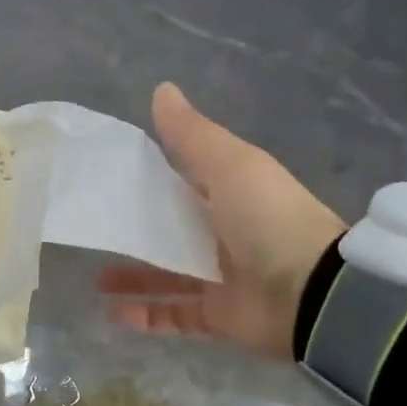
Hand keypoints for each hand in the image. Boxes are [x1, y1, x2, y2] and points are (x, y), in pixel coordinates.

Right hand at [99, 83, 345, 359]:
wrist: (310, 290)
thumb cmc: (267, 217)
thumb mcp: (229, 163)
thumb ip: (191, 133)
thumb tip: (161, 88)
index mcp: (229, 194)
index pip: (182, 183)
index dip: (149, 180)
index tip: (108, 179)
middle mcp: (224, 235)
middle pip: (171, 232)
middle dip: (135, 233)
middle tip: (95, 232)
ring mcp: (221, 278)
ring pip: (167, 277)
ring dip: (134, 278)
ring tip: (96, 279)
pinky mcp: (219, 316)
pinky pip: (175, 316)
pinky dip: (146, 316)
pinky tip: (113, 314)